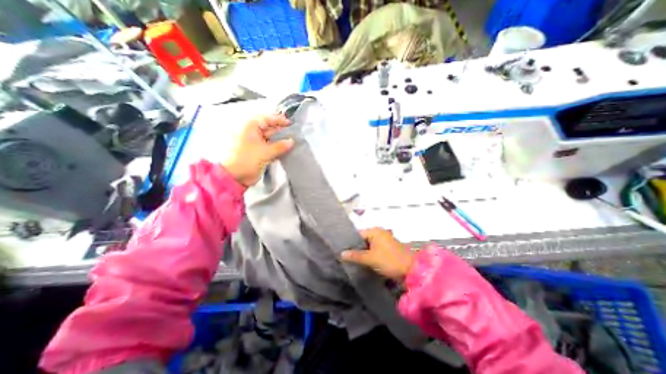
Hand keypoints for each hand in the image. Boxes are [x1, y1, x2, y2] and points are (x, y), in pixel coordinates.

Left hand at [224, 113, 292, 184]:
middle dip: (281, 131)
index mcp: (250, 127)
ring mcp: (255, 142)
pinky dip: (277, 148)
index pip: (266, 119)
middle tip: (294, 134)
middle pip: (269, 128)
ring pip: (270, 138)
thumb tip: (292, 141)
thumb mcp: (265, 152)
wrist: (235, 176)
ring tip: (293, 142)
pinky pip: (269, 147)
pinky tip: (286, 149)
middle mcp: (252, 132)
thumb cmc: (247, 160)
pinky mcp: (258, 151)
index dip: (279, 120)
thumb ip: (280, 146)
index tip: (291, 124)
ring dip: (280, 141)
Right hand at [341, 228, 414, 280]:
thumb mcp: (370, 258)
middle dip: (356, 248)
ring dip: (362, 252)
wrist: (411, 270)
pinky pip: (375, 249)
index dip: (350, 242)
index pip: (358, 234)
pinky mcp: (388, 248)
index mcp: (375, 231)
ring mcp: (385, 240)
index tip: (342, 250)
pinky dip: (369, 254)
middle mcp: (380, 233)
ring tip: (352, 260)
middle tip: (346, 257)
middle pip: (363, 239)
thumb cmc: (390, 261)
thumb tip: (341, 253)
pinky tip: (363, 261)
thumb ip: (355, 256)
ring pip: (369, 245)